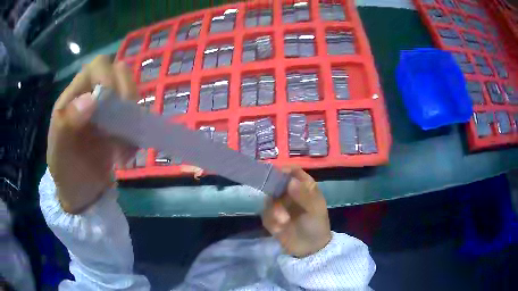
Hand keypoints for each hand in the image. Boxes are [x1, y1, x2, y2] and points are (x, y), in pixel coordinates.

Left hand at [47, 55, 138, 213]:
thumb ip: (66, 124)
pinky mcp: (119, 125)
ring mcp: (107, 110)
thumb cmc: (66, 173)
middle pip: (119, 72)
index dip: (108, 77)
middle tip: (125, 121)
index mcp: (74, 96)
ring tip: (125, 146)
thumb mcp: (59, 153)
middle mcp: (92, 96)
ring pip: (130, 92)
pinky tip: (128, 154)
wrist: (81, 194)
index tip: (112, 103)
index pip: (97, 66)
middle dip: (126, 92)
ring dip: (133, 115)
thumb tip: (91, 99)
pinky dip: (136, 133)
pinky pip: (135, 116)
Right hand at [262, 166, 331, 257]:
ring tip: (283, 222)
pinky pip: (265, 214)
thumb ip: (304, 195)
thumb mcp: (315, 210)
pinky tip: (279, 229)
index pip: (292, 171)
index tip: (277, 176)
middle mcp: (289, 193)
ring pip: (268, 199)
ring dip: (274, 211)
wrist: (309, 249)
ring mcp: (279, 205)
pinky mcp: (271, 218)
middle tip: (279, 205)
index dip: (284, 171)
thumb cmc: (317, 225)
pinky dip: (271, 221)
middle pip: (276, 183)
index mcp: (303, 187)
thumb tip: (290, 180)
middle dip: (275, 195)